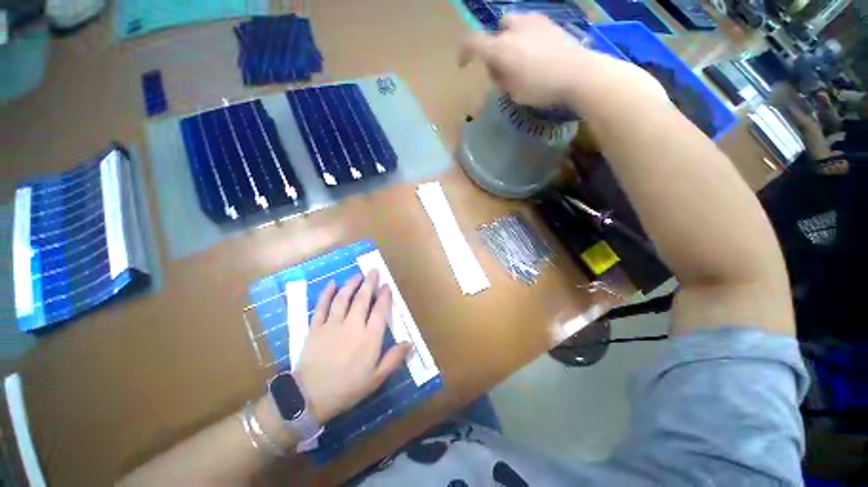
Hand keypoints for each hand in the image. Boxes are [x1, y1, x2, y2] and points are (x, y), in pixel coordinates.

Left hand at [293, 270, 410, 423]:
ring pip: (343, 299)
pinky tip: (331, 284)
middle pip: (362, 299)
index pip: (379, 310)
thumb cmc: (347, 389)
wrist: (309, 398)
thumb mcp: (376, 379)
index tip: (386, 286)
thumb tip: (410, 343)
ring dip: (351, 285)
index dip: (384, 296)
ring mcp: (332, 325)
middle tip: (373, 271)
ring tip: (357, 275)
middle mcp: (353, 326)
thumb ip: (394, 359)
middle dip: (369, 283)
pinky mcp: (316, 328)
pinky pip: (322, 306)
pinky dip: (326, 294)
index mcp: (369, 338)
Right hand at [459, 13, 663, 107]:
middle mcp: (513, 29)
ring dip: (508, 40)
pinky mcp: (548, 21)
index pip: (472, 44)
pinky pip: (527, 25)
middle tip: (501, 69)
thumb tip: (498, 70)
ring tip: (520, 59)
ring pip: (510, 25)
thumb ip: (501, 79)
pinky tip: (536, 52)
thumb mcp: (514, 92)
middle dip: (493, 49)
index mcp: (501, 49)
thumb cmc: (542, 88)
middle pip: (493, 33)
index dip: (463, 53)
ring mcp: (532, 21)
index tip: (463, 64)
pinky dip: (524, 37)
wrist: (579, 73)